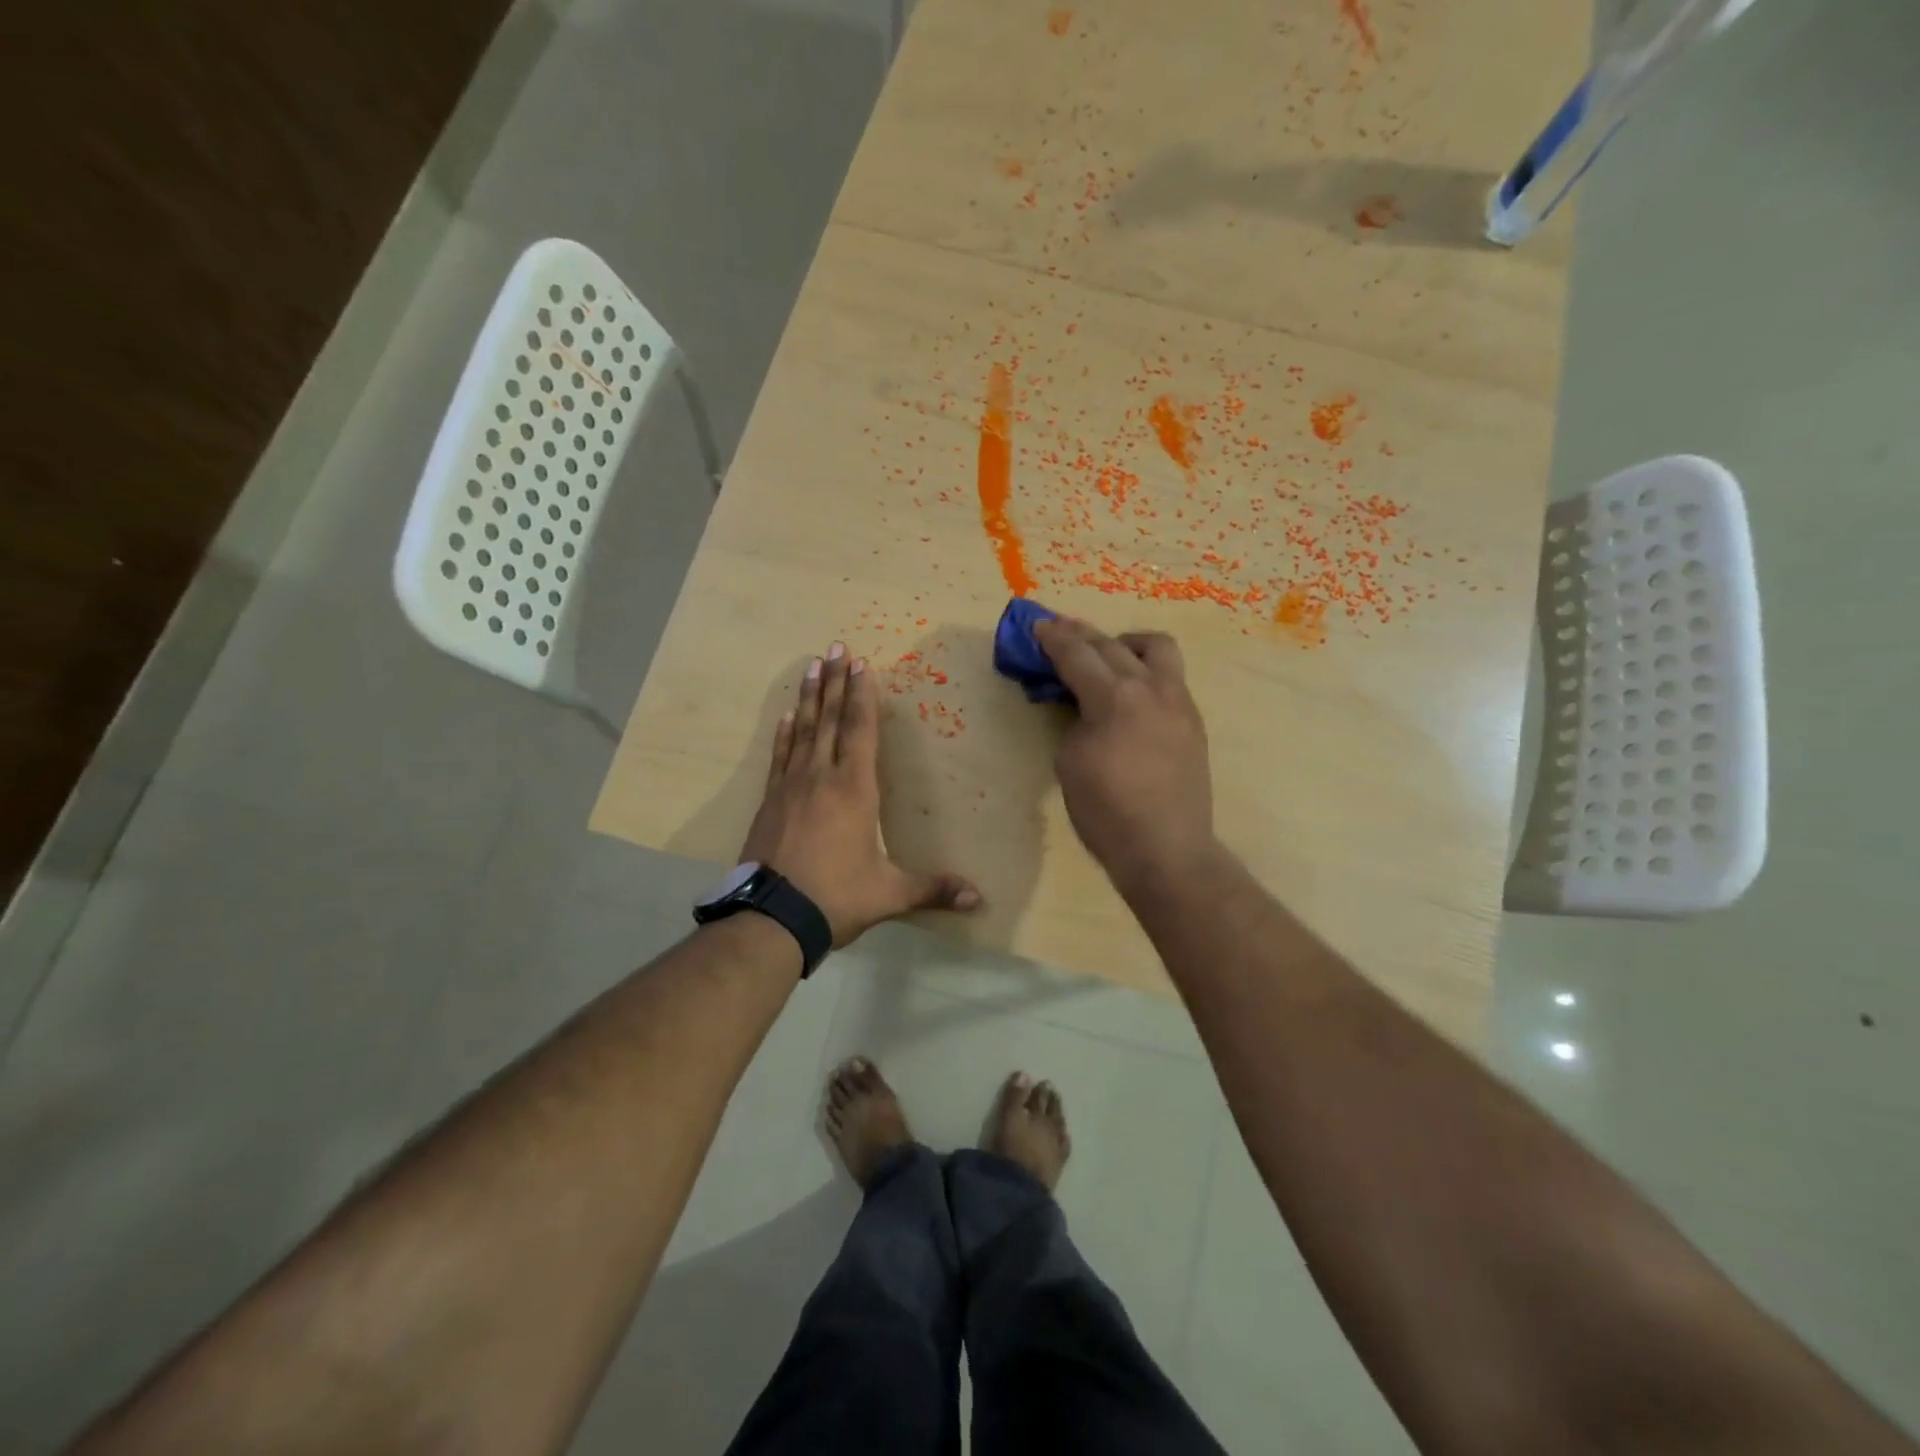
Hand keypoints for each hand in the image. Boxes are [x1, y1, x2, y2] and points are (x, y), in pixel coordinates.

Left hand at [740, 643, 982, 945]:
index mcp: (855, 789)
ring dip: (809, 697)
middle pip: (830, 718)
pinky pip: (779, 756)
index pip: (861, 730)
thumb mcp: (890, 894)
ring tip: (812, 666)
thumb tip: (979, 898)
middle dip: (835, 681)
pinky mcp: (770, 801)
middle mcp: (822, 777)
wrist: (772, 917)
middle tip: (836, 647)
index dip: (862, 695)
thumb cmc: (837, 898)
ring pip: (803, 730)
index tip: (862, 664)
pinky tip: (786, 716)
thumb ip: (933, 889)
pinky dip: (784, 733)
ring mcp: (791, 786)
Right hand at [1034, 618, 1216, 896]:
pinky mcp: (1193, 721)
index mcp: (1114, 698)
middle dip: (1082, 634)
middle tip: (1060, 630)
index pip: (1077, 655)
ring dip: (1126, 643)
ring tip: (1108, 655)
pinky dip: (1145, 671)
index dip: (1053, 639)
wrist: (1166, 849)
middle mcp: (1151, 688)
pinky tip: (1132, 691)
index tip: (1038, 625)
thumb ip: (1076, 721)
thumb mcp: (1070, 762)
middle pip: (1112, 645)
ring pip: (1157, 648)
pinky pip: (1169, 678)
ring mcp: (1179, 702)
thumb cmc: (1106, 811)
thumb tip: (1086, 708)